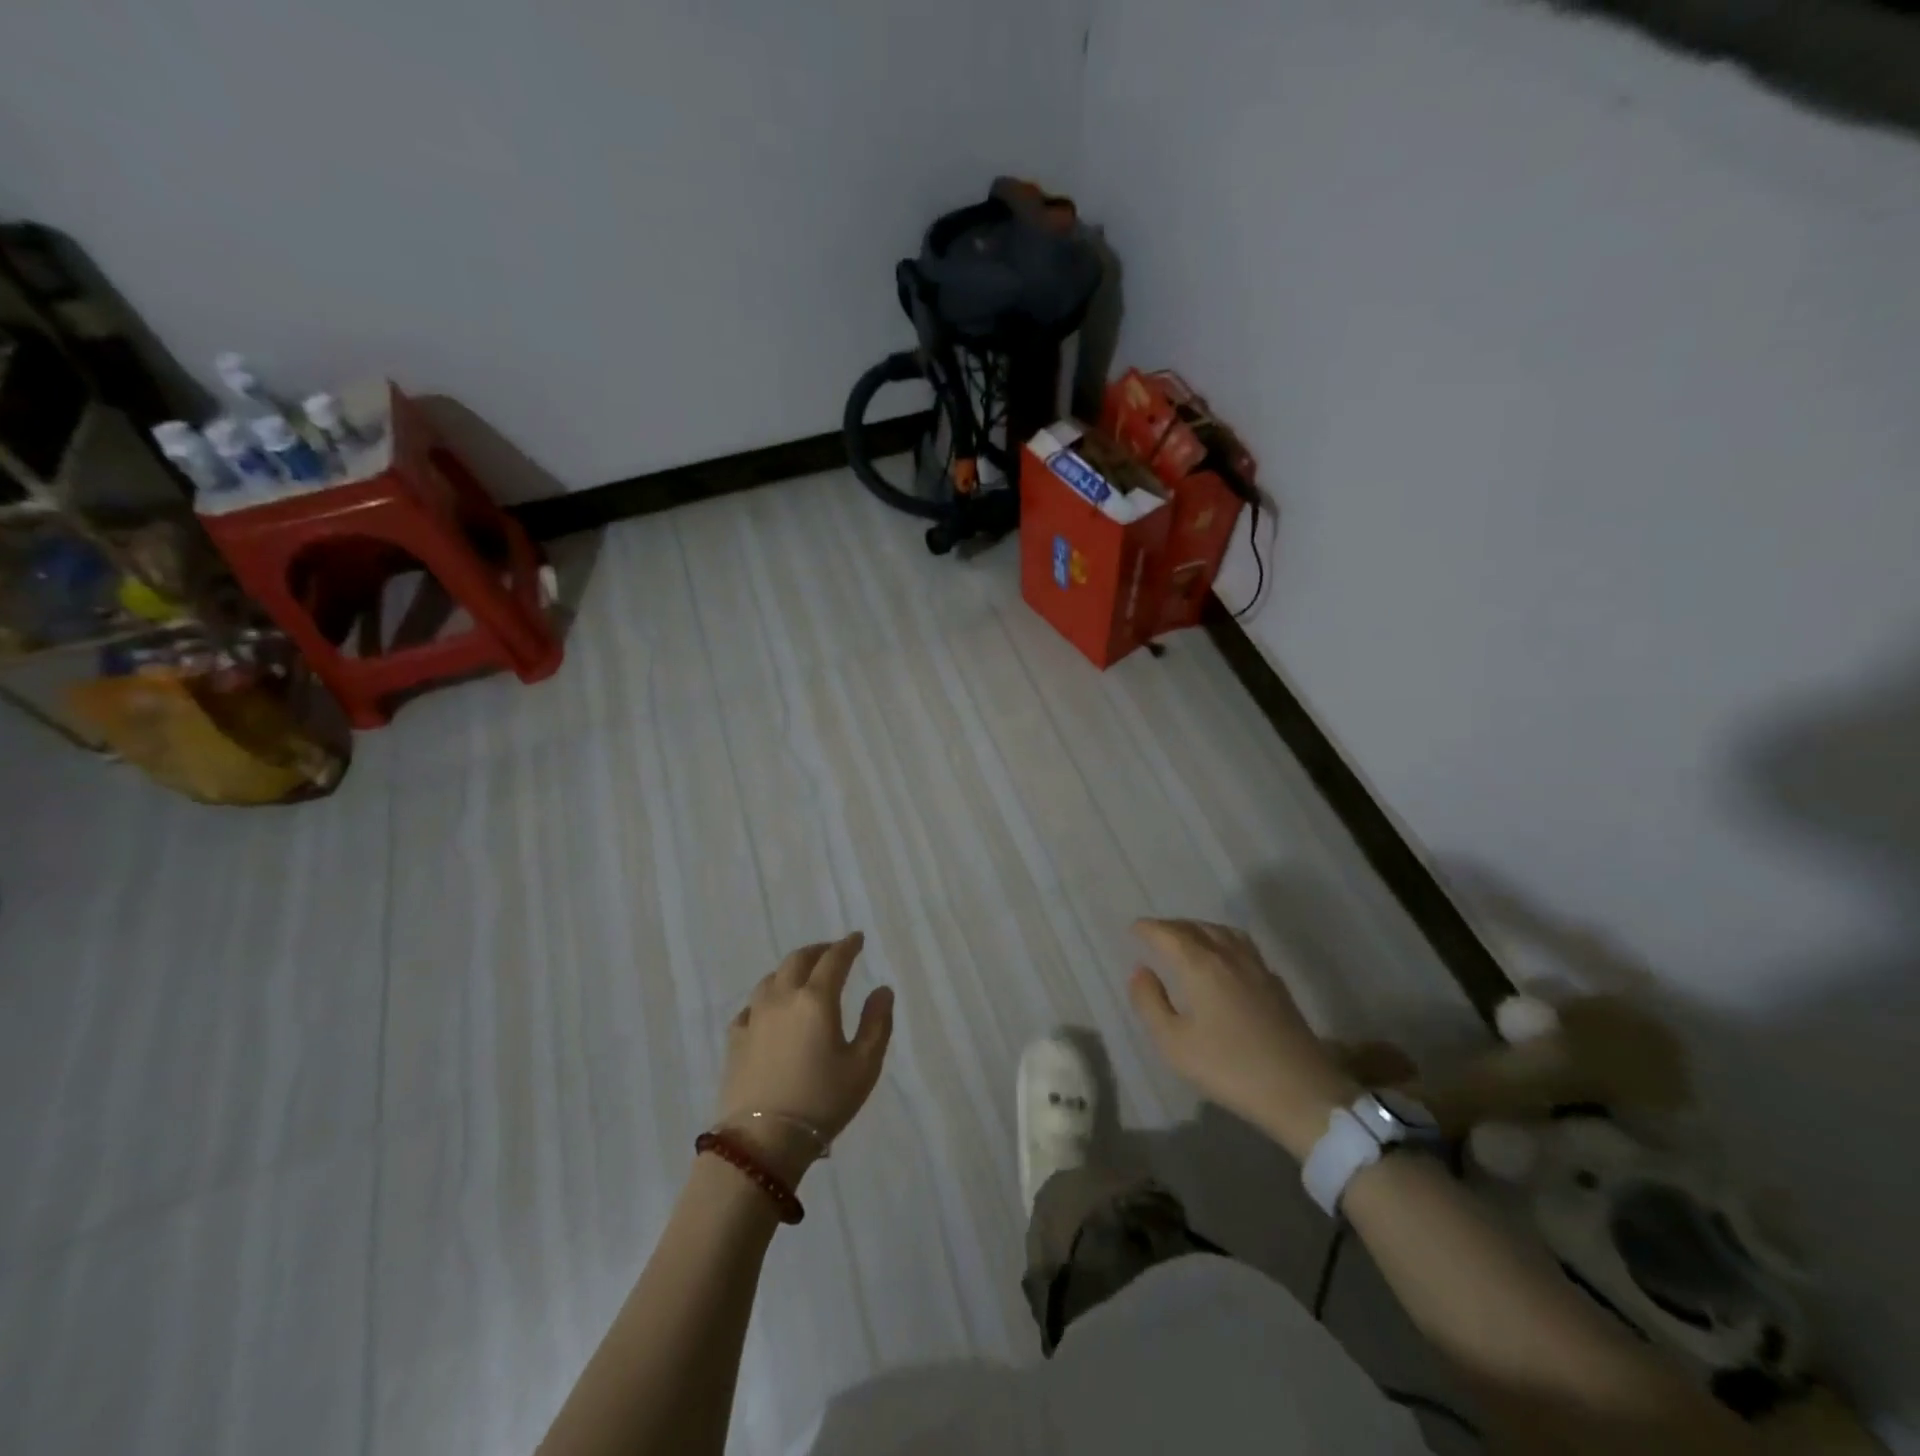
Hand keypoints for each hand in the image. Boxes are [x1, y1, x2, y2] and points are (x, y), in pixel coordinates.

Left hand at [718, 933, 894, 1185]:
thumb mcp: (864, 1066)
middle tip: (832, 951)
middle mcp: (783, 998)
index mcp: (816, 999)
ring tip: (802, 976)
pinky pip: (751, 1006)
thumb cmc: (822, 1102)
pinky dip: (766, 998)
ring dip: (790, 970)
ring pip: (771, 978)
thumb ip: (877, 1023)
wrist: (762, 1142)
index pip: (834, 959)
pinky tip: (769, 1010)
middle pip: (798, 960)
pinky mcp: (735, 1040)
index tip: (857, 939)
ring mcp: (754, 1018)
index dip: (847, 945)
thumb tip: (882, 990)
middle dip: (818, 950)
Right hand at [1128, 919, 1360, 1159]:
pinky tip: (1224, 961)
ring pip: (1224, 932)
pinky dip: (1224, 942)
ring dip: (1201, 929)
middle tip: (1155, 934)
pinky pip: (1243, 947)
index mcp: (1201, 965)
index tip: (1134, 929)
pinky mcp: (1277, 985)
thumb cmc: (1229, 1068)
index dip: (1149, 928)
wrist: (1302, 1092)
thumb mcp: (1174, 1044)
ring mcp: (1257, 968)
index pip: (1169, 934)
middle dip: (1173, 926)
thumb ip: (1150, 1003)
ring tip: (1188, 939)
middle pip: (1197, 927)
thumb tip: (1140, 972)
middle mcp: (1229, 956)